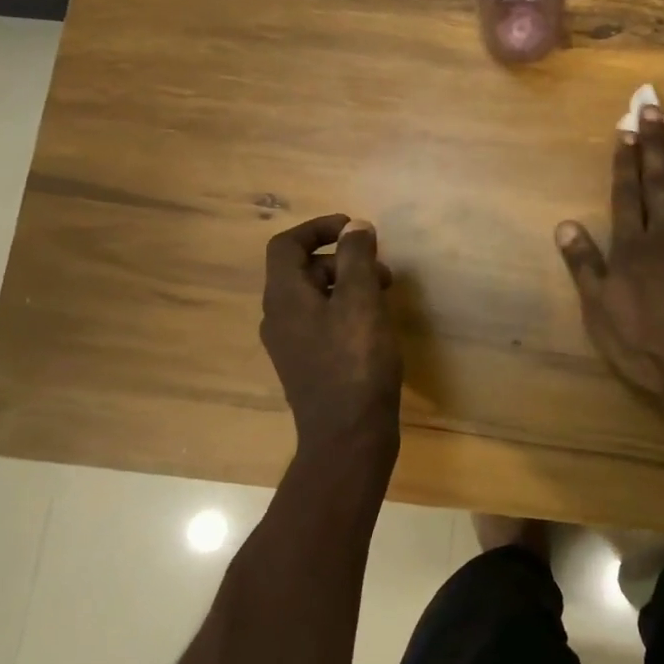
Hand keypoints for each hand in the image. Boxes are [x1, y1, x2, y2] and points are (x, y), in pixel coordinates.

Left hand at [260, 215, 401, 467]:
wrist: (348, 436)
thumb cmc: (356, 363)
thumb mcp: (361, 301)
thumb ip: (357, 258)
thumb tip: (355, 226)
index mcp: (284, 297)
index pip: (286, 245)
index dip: (318, 228)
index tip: (355, 229)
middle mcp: (278, 317)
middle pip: (302, 268)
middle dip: (342, 258)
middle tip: (380, 268)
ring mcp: (291, 343)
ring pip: (315, 296)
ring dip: (348, 283)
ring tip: (385, 295)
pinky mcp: (308, 363)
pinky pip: (322, 320)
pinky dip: (346, 308)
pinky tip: (375, 324)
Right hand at [555, 106, 663, 408]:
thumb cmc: (643, 346)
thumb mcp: (599, 311)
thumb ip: (585, 265)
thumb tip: (564, 224)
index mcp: (633, 246)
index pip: (626, 192)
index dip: (625, 160)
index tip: (626, 127)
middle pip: (659, 182)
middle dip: (655, 144)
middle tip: (655, 108)